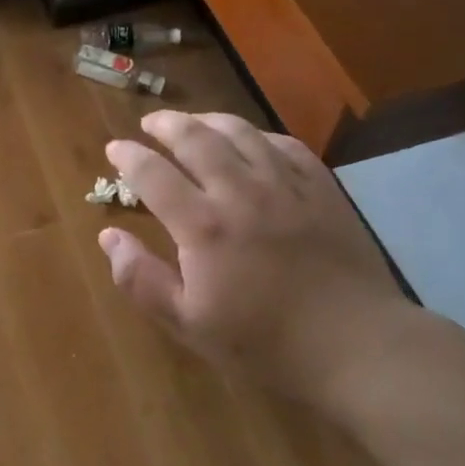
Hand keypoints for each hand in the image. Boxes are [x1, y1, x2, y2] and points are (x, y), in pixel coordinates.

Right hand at [98, 111, 413, 405]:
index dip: (128, 155)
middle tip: (150, 124)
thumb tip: (108, 237)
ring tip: (194, 122)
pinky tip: (253, 141)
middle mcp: (240, 191)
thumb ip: (140, 279)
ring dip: (209, 120)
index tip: (114, 148)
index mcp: (202, 225)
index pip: (152, 173)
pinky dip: (260, 135)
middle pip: (196, 138)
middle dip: (166, 124)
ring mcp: (285, 186)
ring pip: (241, 132)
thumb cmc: (263, 341)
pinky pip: (286, 145)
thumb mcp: (187, 322)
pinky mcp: (322, 189)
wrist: (356, 345)